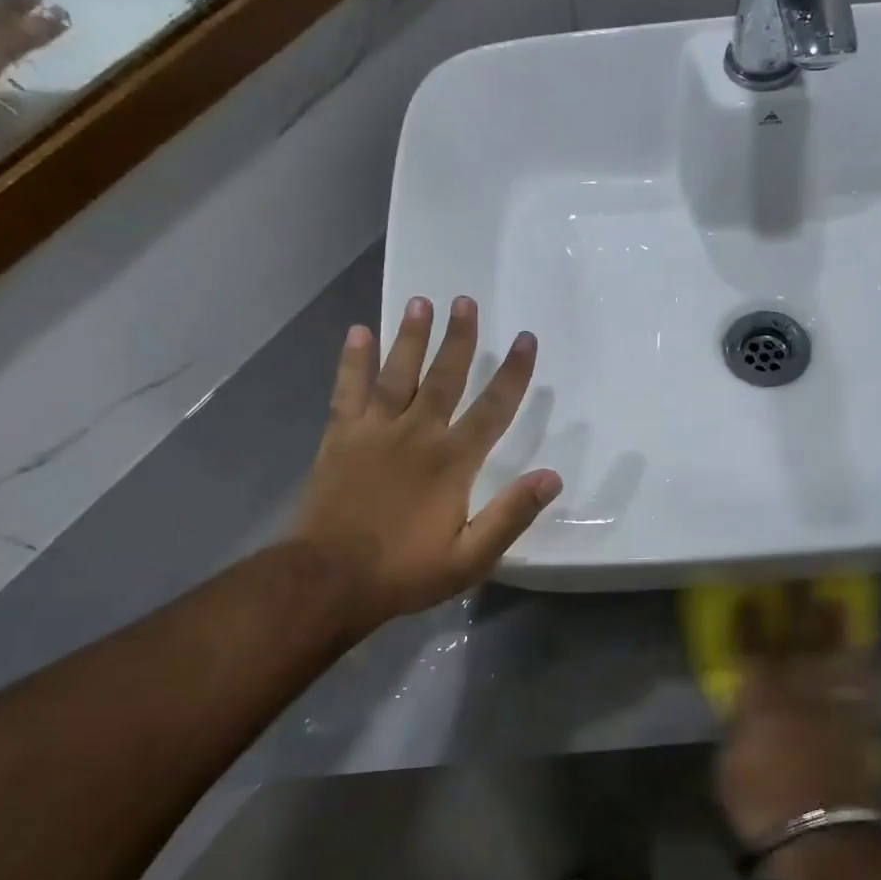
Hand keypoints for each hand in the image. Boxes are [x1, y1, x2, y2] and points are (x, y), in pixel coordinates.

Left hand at [292, 295, 562, 634]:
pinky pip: (348, 389)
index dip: (513, 373)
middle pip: (444, 377)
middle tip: (465, 300)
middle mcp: (417, 434)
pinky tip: (358, 331)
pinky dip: (353, 360)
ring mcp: (375, 431)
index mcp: (453, 461)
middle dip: (459, 338)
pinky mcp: (340, 437)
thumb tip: (552, 477)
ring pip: (398, 373)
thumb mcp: (470, 557)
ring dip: (410, 336)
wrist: (328, 579)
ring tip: (420, 301)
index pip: (493, 408)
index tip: (525, 339)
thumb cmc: (405, 571)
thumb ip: (511, 515)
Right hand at [717, 588, 880, 853]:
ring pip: (834, 658)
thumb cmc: (761, 802)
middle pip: (797, 641)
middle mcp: (799, 693)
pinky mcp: (857, 729)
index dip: (750, 623)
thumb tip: (744, 711)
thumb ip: (738, 728)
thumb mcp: (728, 764)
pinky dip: (862, 671)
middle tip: (801, 580)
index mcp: (761, 698)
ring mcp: (832, 708)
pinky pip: (862, 691)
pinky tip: (864, 655)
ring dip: (834, 629)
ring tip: (836, 601)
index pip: (753, 649)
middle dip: (796, 609)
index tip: (750, 597)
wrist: (820, 837)